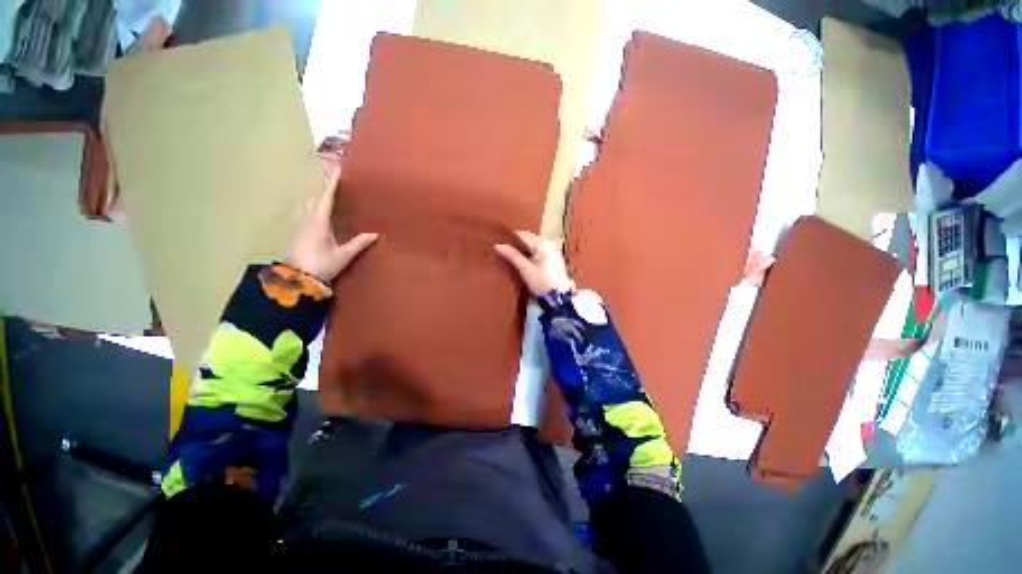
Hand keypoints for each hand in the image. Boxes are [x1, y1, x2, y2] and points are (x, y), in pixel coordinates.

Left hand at [285, 171, 377, 282]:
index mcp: (318, 220)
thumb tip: (377, 233)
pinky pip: (303, 212)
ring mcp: (297, 224)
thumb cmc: (321, 265)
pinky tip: (316, 214)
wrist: (296, 279)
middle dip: (325, 189)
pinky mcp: (294, 232)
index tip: (339, 169)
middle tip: (337, 184)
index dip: (333, 183)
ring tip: (328, 197)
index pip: (326, 197)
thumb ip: (359, 243)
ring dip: (317, 198)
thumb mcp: (343, 255)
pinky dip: (311, 207)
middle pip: (315, 198)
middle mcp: (306, 218)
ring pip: (307, 204)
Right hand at [494, 230, 575, 295]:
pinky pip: (539, 250)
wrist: (560, 297)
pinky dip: (531, 253)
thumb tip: (498, 246)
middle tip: (504, 250)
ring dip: (523, 249)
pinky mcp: (554, 258)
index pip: (523, 234)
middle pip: (529, 239)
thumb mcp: (525, 269)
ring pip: (534, 245)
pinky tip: (524, 261)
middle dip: (517, 244)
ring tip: (511, 256)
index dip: (510, 238)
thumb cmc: (542, 283)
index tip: (499, 243)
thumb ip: (512, 256)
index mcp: (542, 243)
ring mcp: (553, 250)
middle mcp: (549, 243)